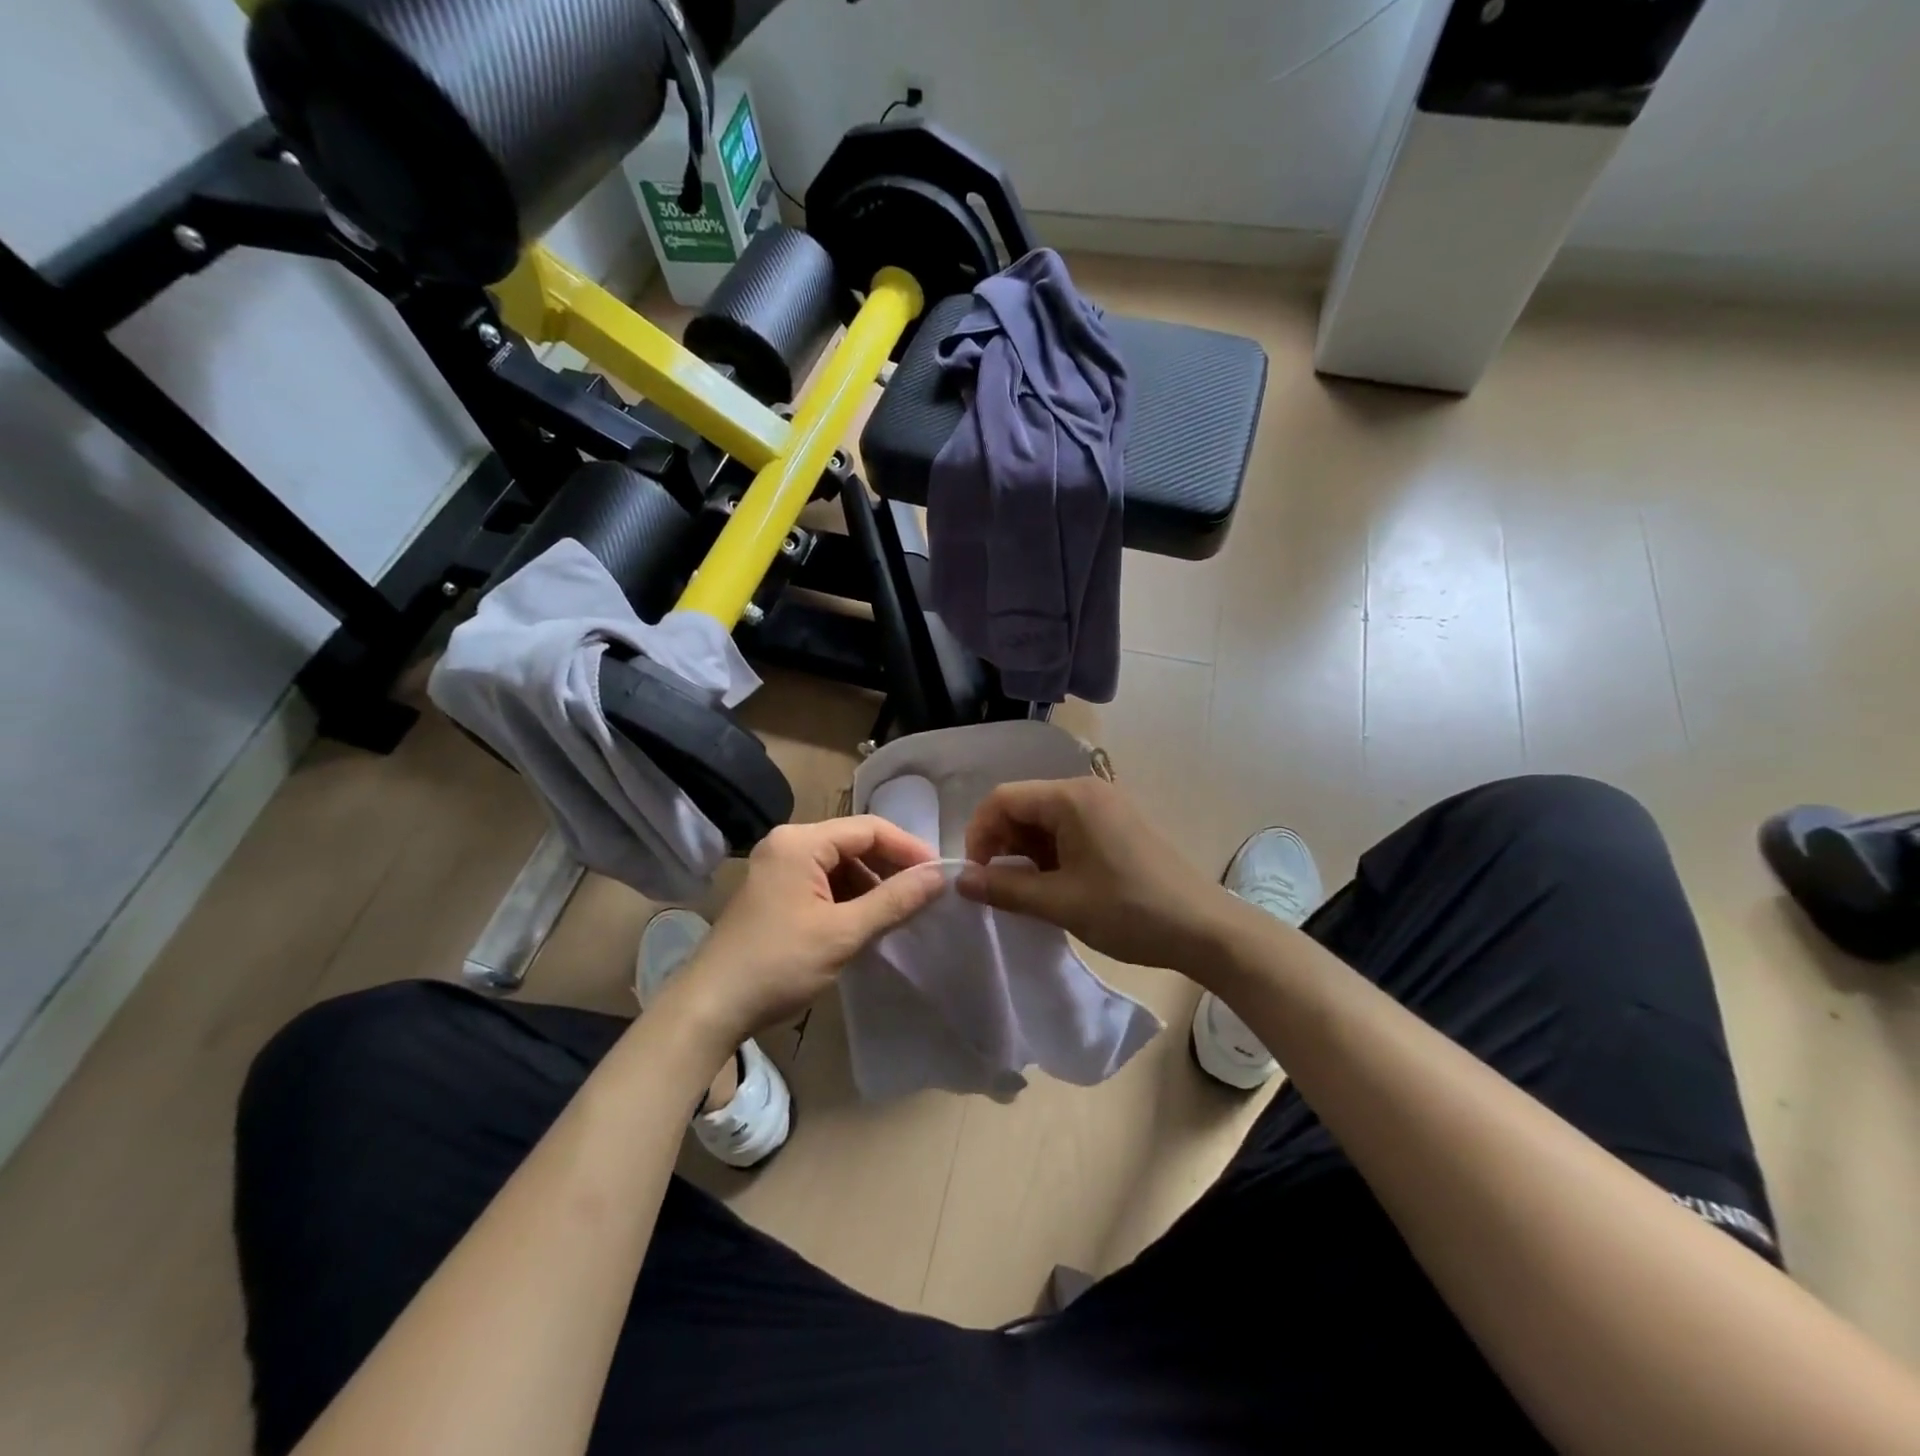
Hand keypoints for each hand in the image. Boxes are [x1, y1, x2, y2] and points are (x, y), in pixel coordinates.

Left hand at [667, 817, 945, 1048]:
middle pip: (853, 843)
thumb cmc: (779, 963)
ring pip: (839, 864)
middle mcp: (787, 844)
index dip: (908, 848)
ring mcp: (777, 867)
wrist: (711, 1007)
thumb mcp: (843, 932)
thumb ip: (894, 900)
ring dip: (871, 884)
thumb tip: (939, 876)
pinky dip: (849, 897)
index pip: (868, 828)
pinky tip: (866, 920)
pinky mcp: (774, 891)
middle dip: (890, 866)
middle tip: (924, 894)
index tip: (939, 873)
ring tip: (900, 911)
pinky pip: (822, 881)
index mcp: (800, 842)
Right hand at [956, 777, 1231, 972]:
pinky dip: (1051, 852)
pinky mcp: (1117, 824)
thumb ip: (1004, 889)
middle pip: (1023, 805)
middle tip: (1000, 887)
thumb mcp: (1060, 903)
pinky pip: (1068, 828)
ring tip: (1028, 891)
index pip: (1003, 799)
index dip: (979, 834)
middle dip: (1002, 843)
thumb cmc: (1128, 911)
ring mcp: (1105, 805)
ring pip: (1045, 819)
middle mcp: (1086, 790)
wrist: (1203, 928)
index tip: (976, 875)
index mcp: (1071, 798)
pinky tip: (1055, 884)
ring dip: (1026, 851)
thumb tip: (960, 880)